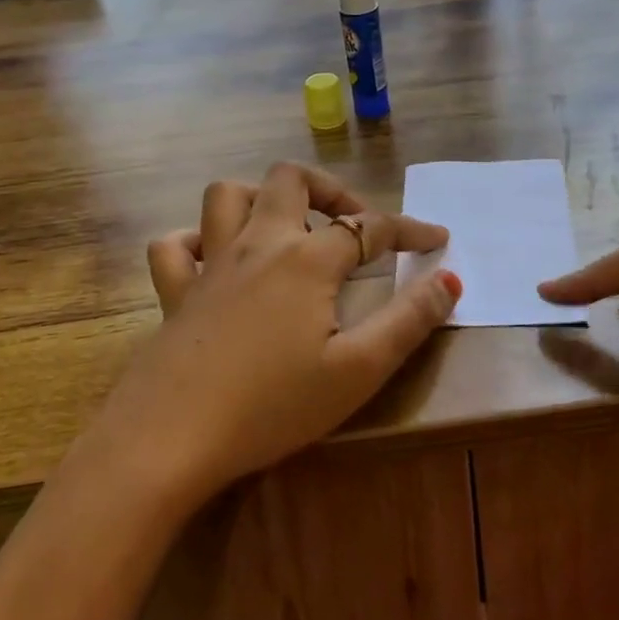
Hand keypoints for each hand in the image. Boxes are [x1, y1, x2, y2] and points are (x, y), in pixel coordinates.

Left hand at [94, 162, 460, 506]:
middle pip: (290, 180)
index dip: (409, 229)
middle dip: (330, 190)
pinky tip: (214, 261)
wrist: (169, 439)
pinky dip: (196, 241)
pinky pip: (175, 247)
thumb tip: (449, 279)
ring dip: (261, 198)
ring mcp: (210, 265)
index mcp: (306, 260)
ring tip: (287, 229)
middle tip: (353, 224)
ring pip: (227, 196)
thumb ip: (408, 321)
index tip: (437, 239)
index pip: (370, 227)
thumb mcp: (358, 370)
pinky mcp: (174, 294)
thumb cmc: (272, 406)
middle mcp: (258, 245)